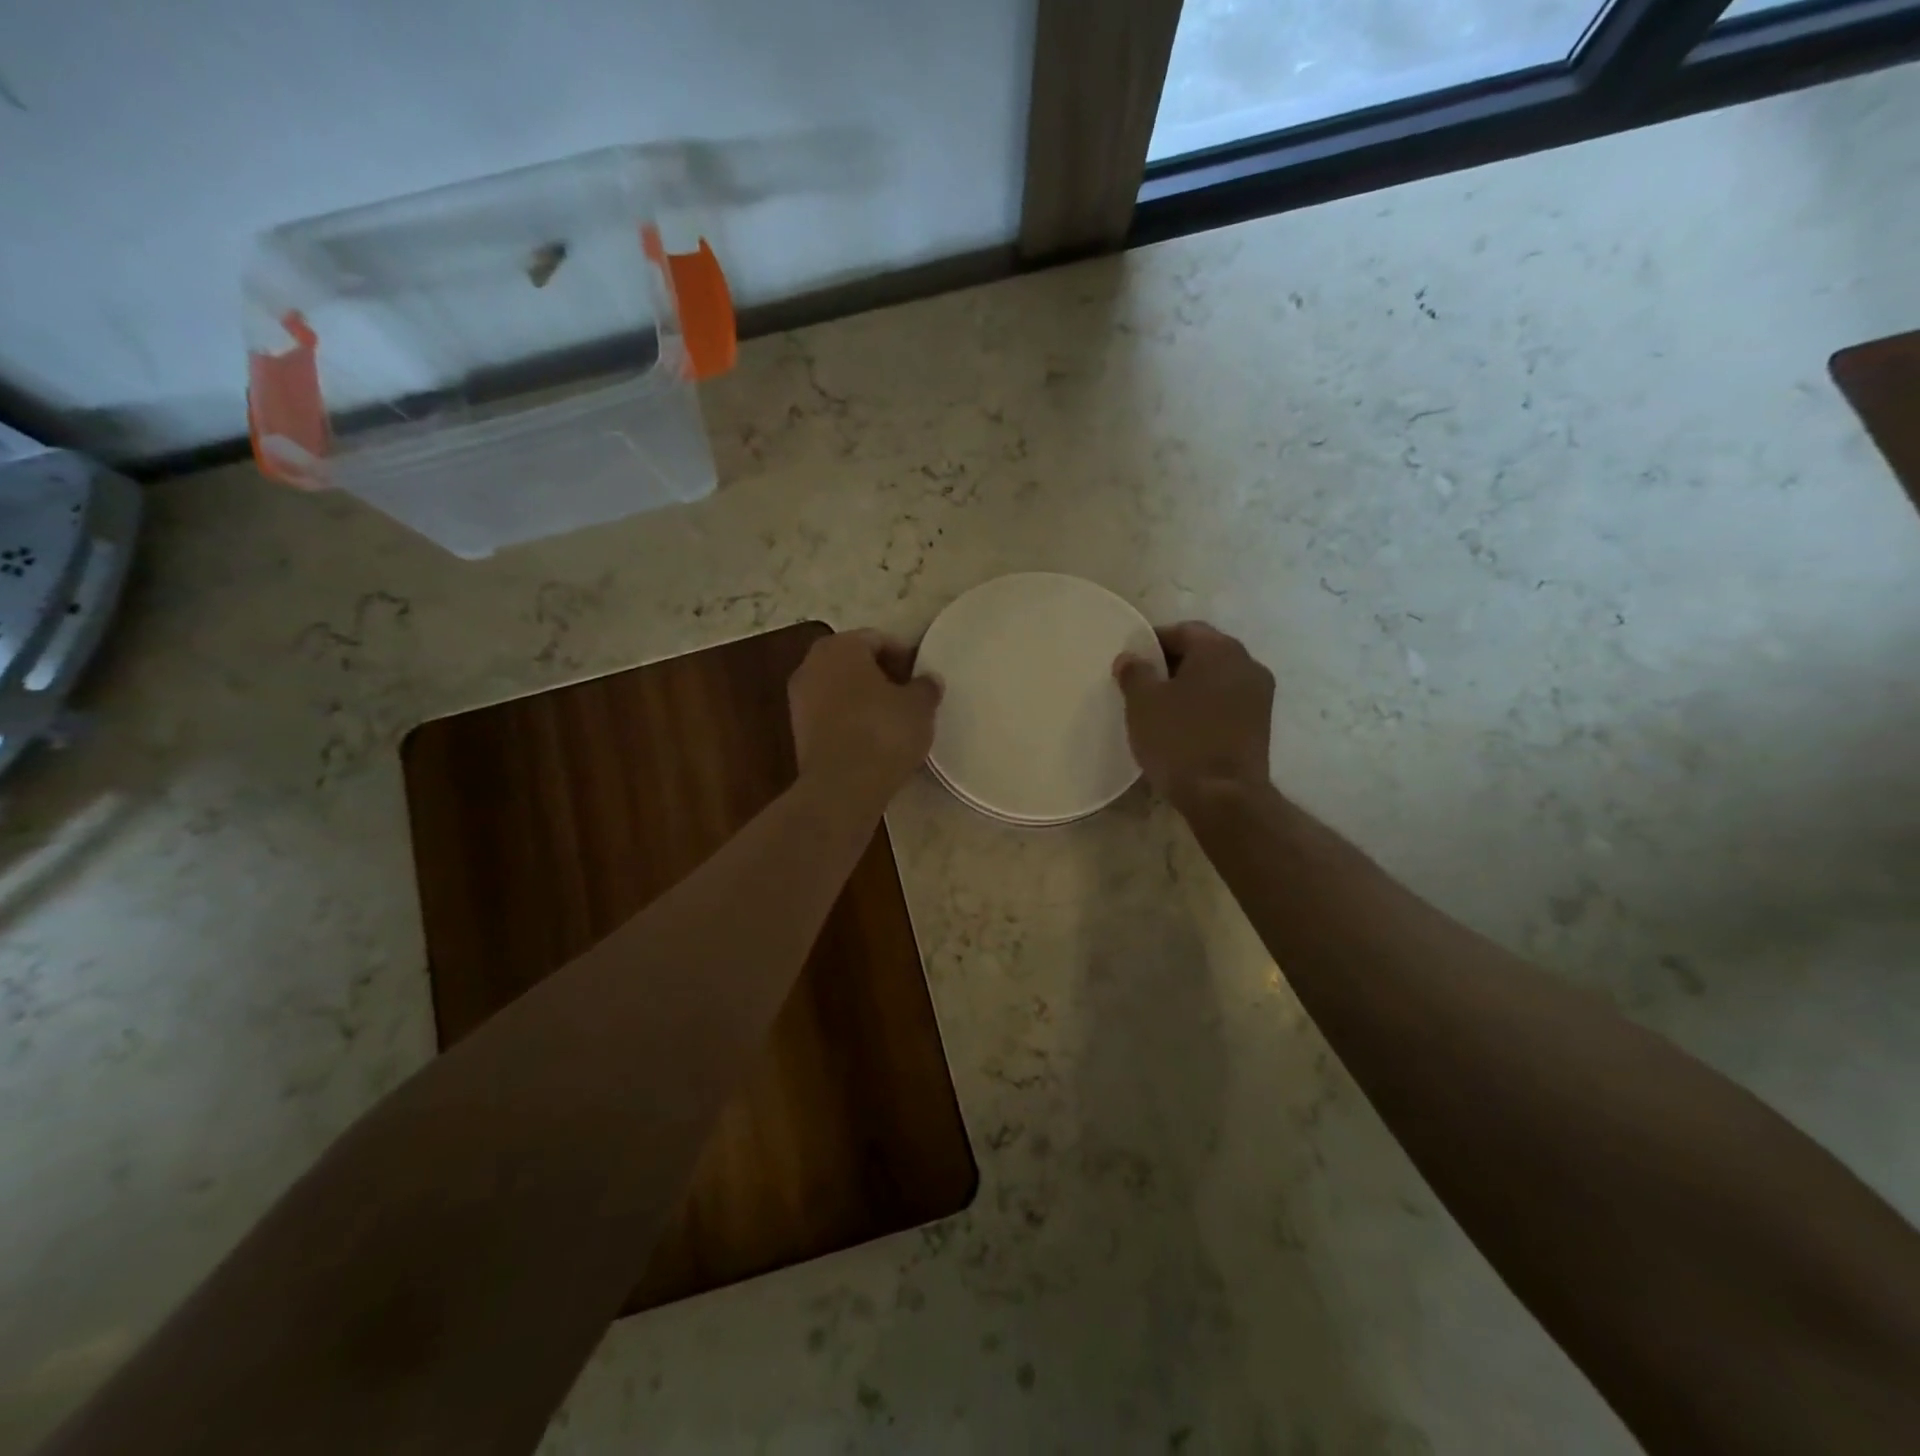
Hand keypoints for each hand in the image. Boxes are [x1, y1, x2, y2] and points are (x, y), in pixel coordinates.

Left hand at [789, 629, 941, 809]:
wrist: (842, 787)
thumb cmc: (883, 732)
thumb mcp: (919, 706)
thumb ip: (926, 687)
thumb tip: (928, 680)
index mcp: (840, 647)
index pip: (878, 640)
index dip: (904, 657)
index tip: (922, 678)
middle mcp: (811, 665)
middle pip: (854, 663)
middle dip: (882, 676)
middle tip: (909, 696)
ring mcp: (799, 699)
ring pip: (841, 690)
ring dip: (865, 699)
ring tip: (894, 720)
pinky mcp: (798, 732)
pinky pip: (832, 715)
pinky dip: (851, 721)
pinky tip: (874, 740)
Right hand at [1114, 621, 1273, 805]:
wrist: (1224, 796)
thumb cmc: (1179, 740)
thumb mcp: (1143, 703)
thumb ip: (1134, 672)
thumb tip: (1130, 657)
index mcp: (1219, 649)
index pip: (1182, 630)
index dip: (1152, 642)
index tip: (1131, 663)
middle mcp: (1247, 663)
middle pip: (1203, 651)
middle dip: (1171, 664)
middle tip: (1142, 684)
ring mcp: (1259, 694)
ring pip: (1216, 678)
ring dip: (1190, 686)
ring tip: (1161, 708)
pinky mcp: (1261, 723)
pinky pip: (1226, 701)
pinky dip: (1205, 705)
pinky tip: (1184, 726)